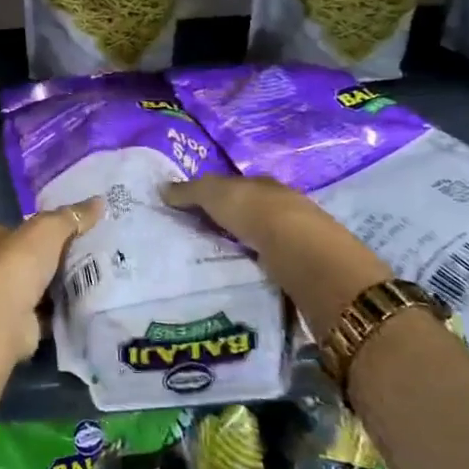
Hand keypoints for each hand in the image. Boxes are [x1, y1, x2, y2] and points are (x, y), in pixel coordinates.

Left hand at [0, 198, 103, 361]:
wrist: (5, 316)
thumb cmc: (19, 261)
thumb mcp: (49, 228)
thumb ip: (73, 216)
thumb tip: (99, 201)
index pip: (19, 229)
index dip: (43, 229)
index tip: (73, 230)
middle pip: (30, 259)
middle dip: (55, 259)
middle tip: (92, 255)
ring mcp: (4, 297)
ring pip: (38, 287)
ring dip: (60, 287)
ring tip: (97, 279)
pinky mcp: (18, 323)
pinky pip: (46, 313)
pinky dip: (62, 311)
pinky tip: (86, 305)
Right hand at [163, 176, 389, 333]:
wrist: (307, 257)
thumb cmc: (258, 214)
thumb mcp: (216, 195)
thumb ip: (190, 192)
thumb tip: (162, 188)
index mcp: (264, 185)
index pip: (238, 187)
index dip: (216, 196)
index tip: (194, 211)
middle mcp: (285, 207)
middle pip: (252, 215)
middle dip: (230, 225)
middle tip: (200, 241)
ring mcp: (298, 241)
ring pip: (264, 244)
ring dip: (245, 252)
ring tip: (216, 267)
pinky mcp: (303, 271)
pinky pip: (273, 269)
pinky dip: (258, 274)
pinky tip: (242, 282)